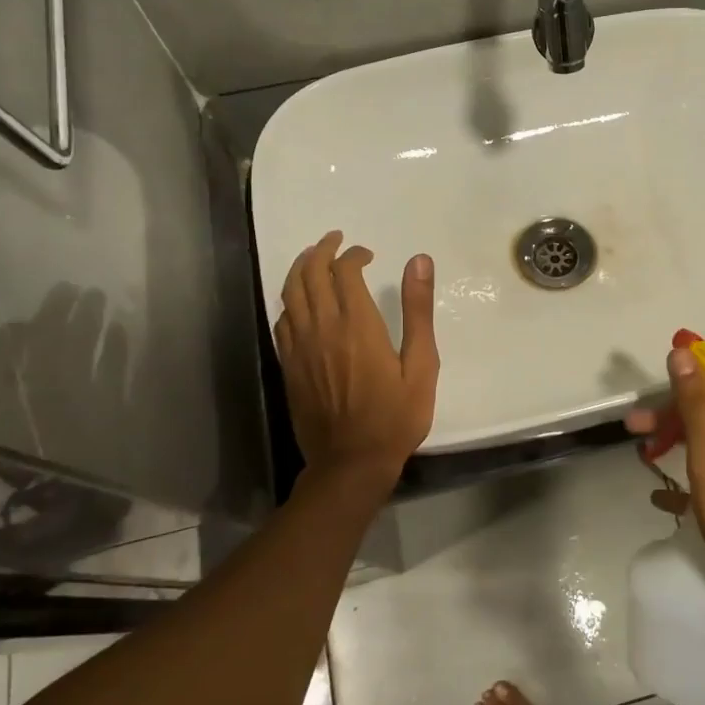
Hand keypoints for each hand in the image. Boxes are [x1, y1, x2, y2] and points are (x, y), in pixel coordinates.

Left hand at [274, 232, 438, 485]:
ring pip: (290, 293)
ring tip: (314, 258)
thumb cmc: (395, 417)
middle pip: (311, 274)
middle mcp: (323, 328)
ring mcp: (300, 347)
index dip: (353, 255)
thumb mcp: (421, 365)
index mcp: (358, 325)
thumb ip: (418, 311)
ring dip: (301, 268)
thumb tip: (419, 261)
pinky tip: (300, 301)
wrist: (351, 463)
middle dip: (322, 250)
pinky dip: (290, 300)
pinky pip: (282, 320)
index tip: (367, 255)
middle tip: (335, 240)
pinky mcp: (289, 365)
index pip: (344, 271)